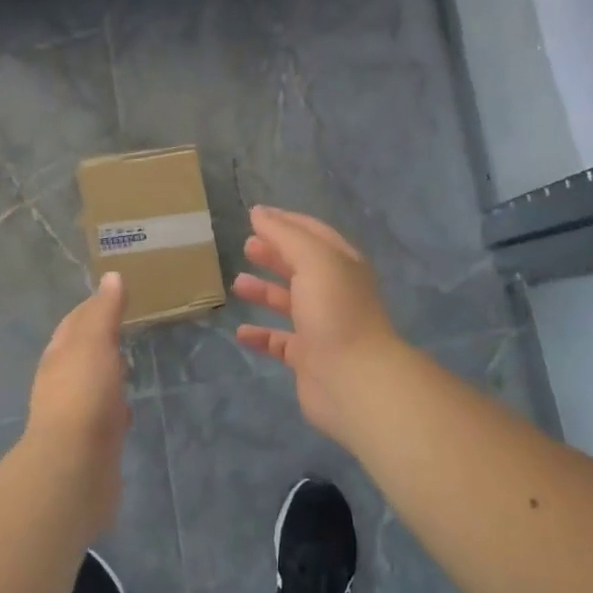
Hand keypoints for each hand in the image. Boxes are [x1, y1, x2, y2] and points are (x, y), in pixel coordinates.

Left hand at [25, 273, 129, 533]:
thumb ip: (104, 311)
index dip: (93, 306)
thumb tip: (111, 277)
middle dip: (100, 339)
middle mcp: (61, 382)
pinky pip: (104, 416)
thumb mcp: (94, 343)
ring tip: (130, 363)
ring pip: (93, 384)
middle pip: (80, 352)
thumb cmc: (83, 395)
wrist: (74, 468)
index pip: (75, 321)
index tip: (116, 293)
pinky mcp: (91, 443)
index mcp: (59, 355)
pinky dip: (115, 406)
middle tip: (127, 326)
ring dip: (107, 373)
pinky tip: (128, 409)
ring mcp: (75, 414)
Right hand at [232, 207, 402, 444]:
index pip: (313, 233)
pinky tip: (241, 331)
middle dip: (274, 254)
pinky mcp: (309, 358)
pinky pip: (280, 341)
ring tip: (238, 283)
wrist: (354, 379)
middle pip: (301, 266)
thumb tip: (259, 213)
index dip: (286, 222)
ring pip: (289, 302)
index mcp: (342, 264)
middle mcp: (334, 292)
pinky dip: (261, 335)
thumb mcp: (312, 259)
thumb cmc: (334, 310)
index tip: (256, 216)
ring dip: (265, 291)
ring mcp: (322, 326)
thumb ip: (284, 234)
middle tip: (247, 247)